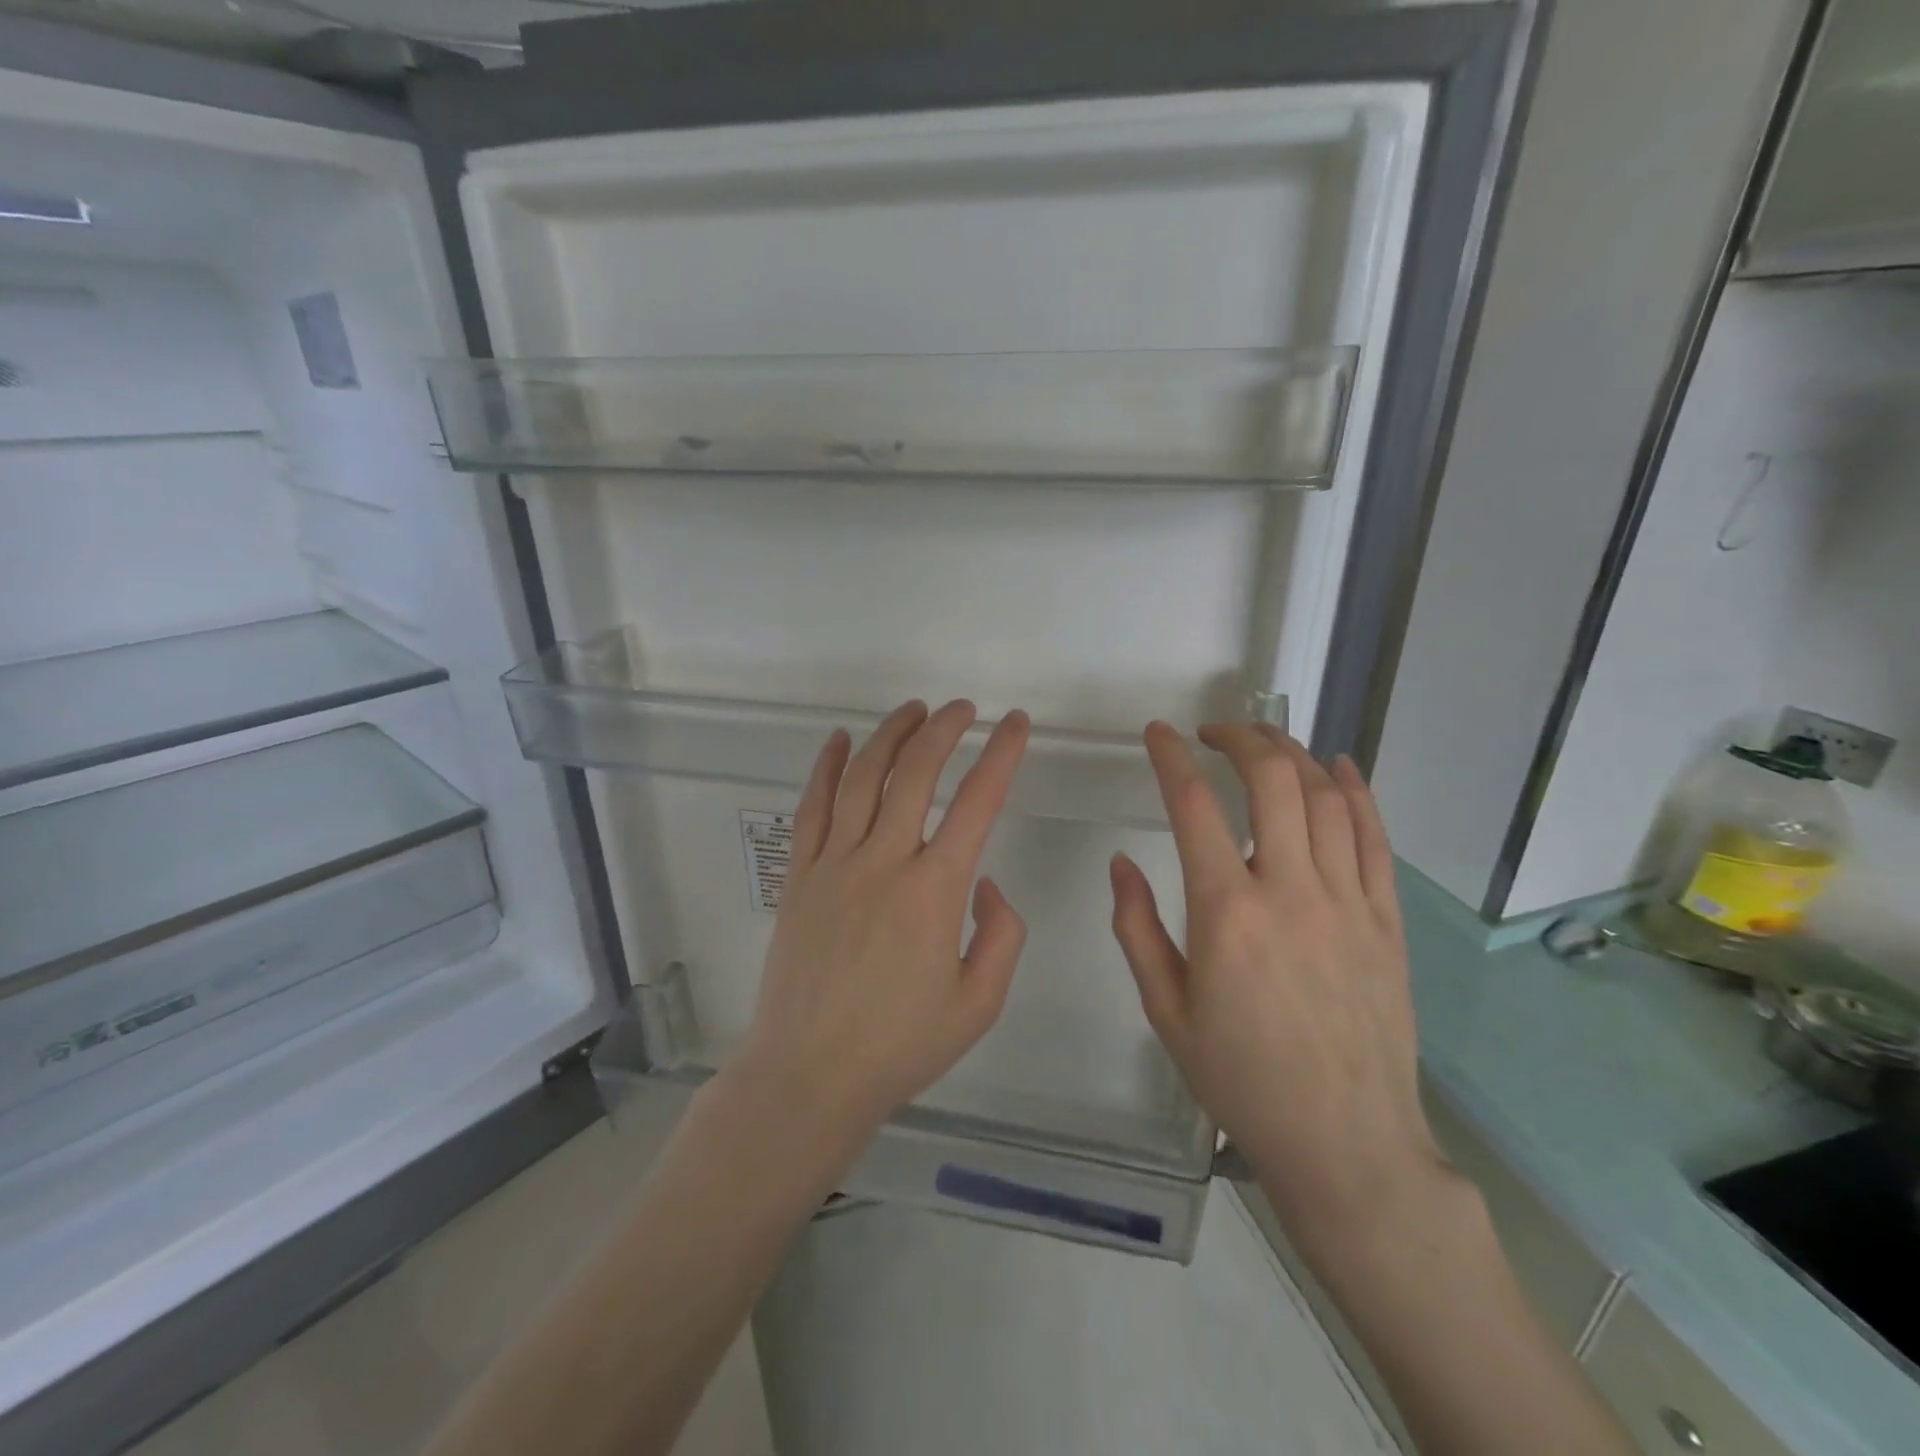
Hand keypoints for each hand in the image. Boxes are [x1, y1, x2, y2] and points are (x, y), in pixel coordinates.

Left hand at [730, 699, 1031, 1154]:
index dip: (1002, 755)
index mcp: (934, 892)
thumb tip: (986, 883)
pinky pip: (812, 807)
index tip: (1017, 725)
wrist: (809, 1076)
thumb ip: (1001, 936)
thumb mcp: (979, 1004)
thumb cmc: (900, 1045)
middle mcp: (883, 862)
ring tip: (914, 711)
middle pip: (915, 773)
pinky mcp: (799, 875)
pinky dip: (826, 767)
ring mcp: (833, 864)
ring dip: (890, 735)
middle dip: (944, 729)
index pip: (977, 803)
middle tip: (964, 710)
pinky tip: (839, 741)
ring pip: (862, 778)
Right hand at [1110, 722, 1445, 1242]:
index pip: (1193, 806)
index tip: (1158, 734)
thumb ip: (1137, 929)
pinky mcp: (1387, 919)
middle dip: (1240, 738)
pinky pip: (1375, 837)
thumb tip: (1122, 864)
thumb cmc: (1241, 1079)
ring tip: (1267, 740)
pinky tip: (1340, 767)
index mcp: (1226, 912)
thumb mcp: (1166, 1010)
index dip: (1171, 757)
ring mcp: (1348, 901)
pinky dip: (1356, 790)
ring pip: (1327, 797)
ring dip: (1294, 754)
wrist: (1345, 1143)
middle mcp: (1290, 890)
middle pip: (1272, 780)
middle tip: (1215, 732)